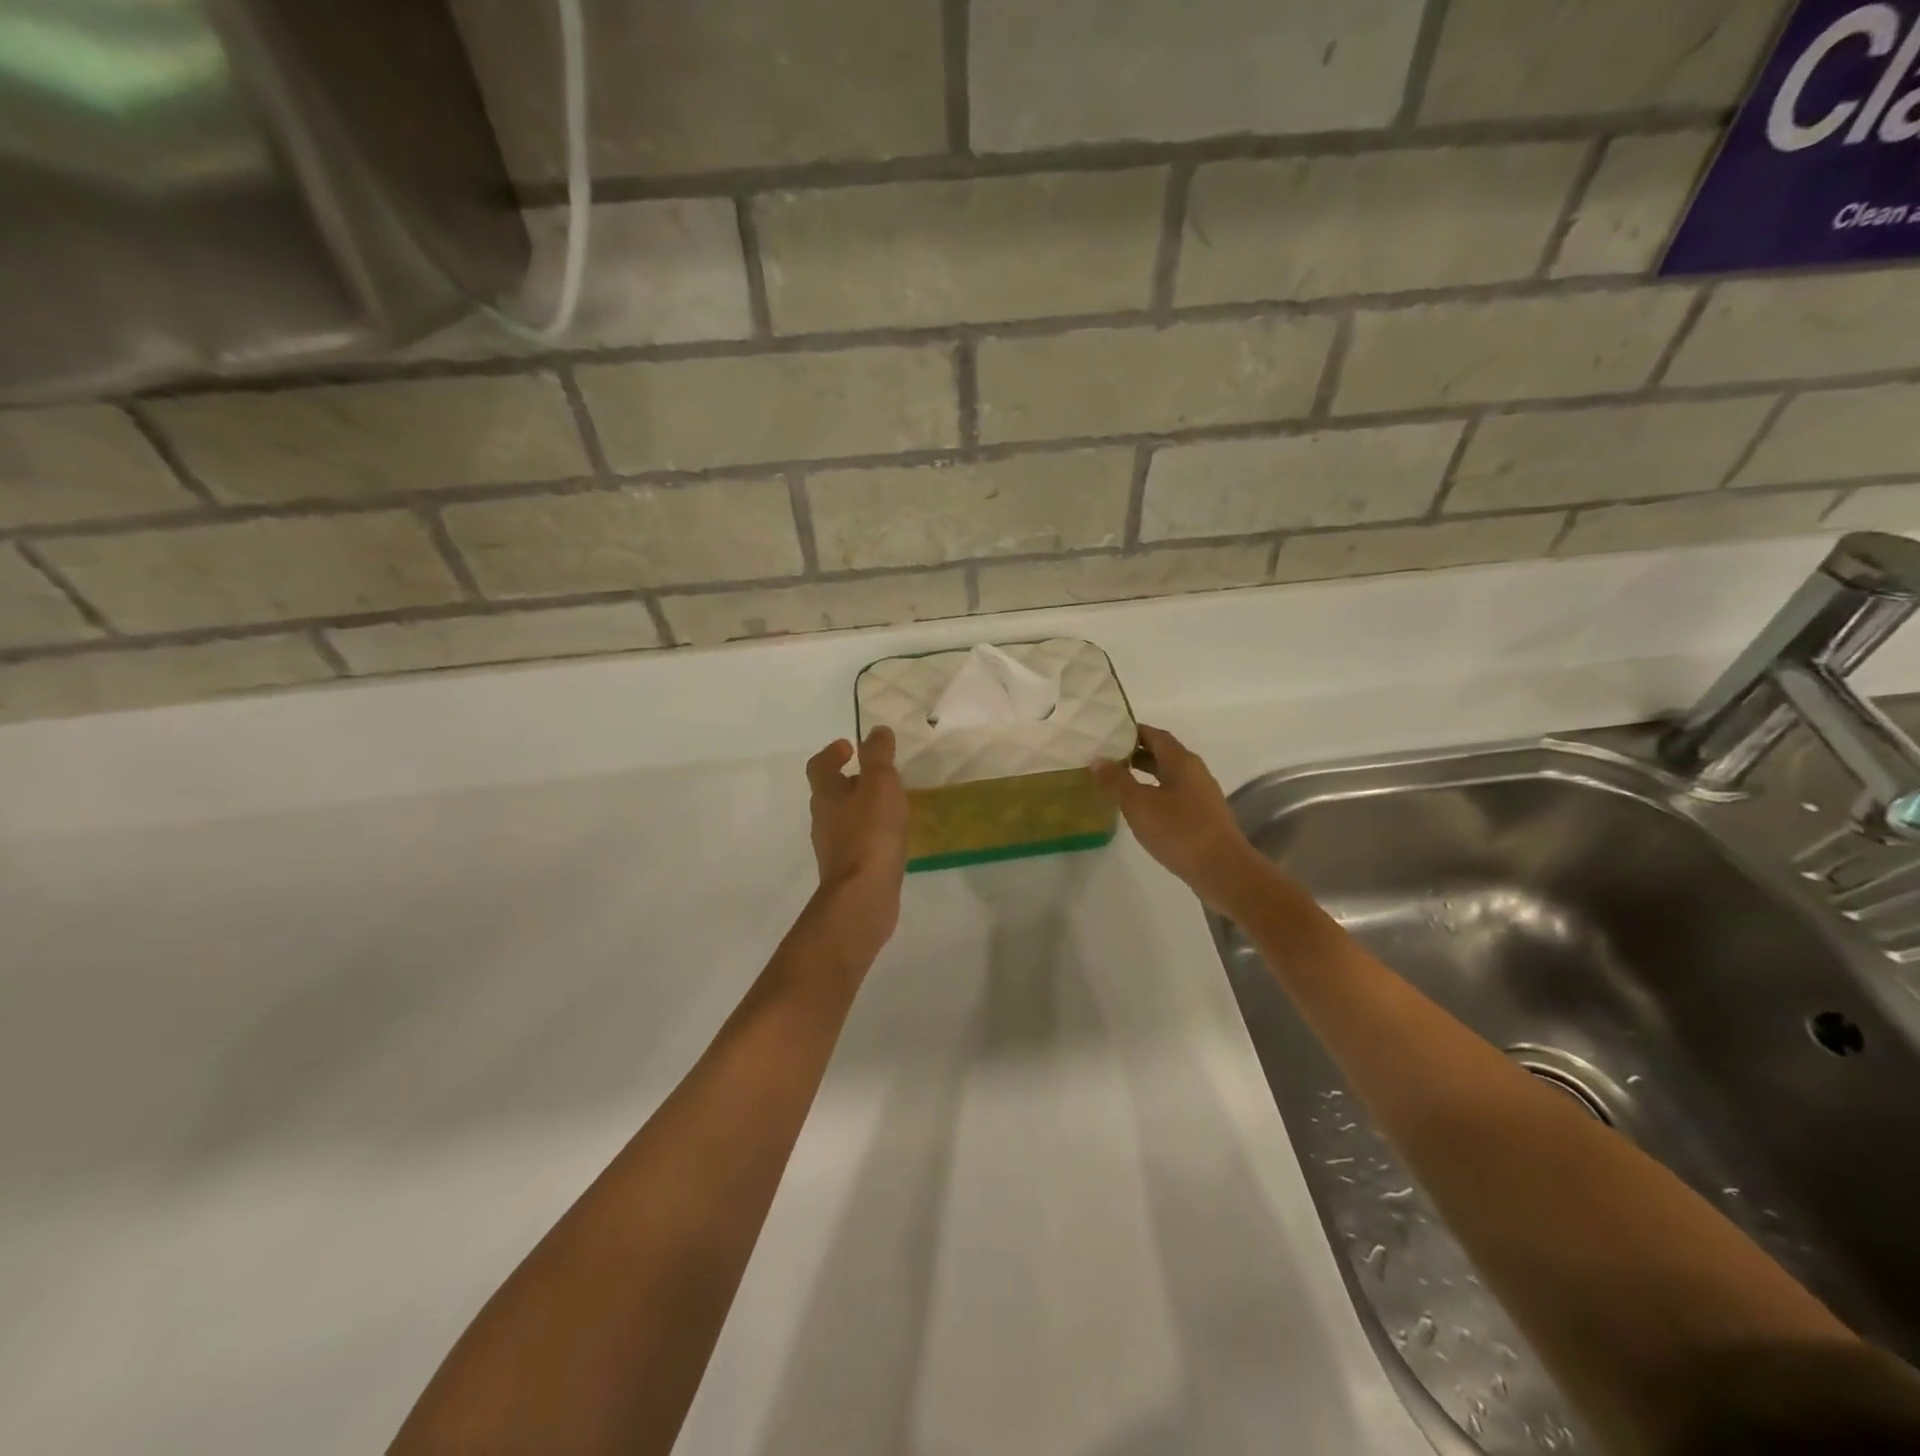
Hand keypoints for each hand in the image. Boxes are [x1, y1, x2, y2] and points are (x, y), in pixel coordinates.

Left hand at [805, 727, 909, 963]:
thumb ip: (878, 755)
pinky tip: (891, 836)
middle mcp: (823, 819)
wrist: (863, 896)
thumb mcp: (880, 784)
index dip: (832, 753)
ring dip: (861, 806)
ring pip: (844, 818)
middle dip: (850, 779)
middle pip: (830, 792)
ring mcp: (834, 847)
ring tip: (889, 803)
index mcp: (826, 794)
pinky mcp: (848, 869)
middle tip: (875, 773)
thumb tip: (875, 731)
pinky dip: (870, 832)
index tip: (849, 746)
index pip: (820, 766)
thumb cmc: (870, 833)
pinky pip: (858, 841)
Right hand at [1092, 725, 1260, 911]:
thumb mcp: (1139, 804)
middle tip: (1107, 756)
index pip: (1155, 735)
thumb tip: (1097, 759)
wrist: (1222, 869)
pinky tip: (1139, 808)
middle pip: (1163, 754)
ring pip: (1168, 775)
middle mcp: (1194, 772)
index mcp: (1181, 761)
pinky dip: (1154, 793)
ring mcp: (1201, 795)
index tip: (1108, 733)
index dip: (1132, 731)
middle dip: (1136, 753)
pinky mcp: (1202, 816)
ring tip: (1117, 781)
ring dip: (1144, 774)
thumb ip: (1116, 780)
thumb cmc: (1178, 830)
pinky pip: (1173, 795)